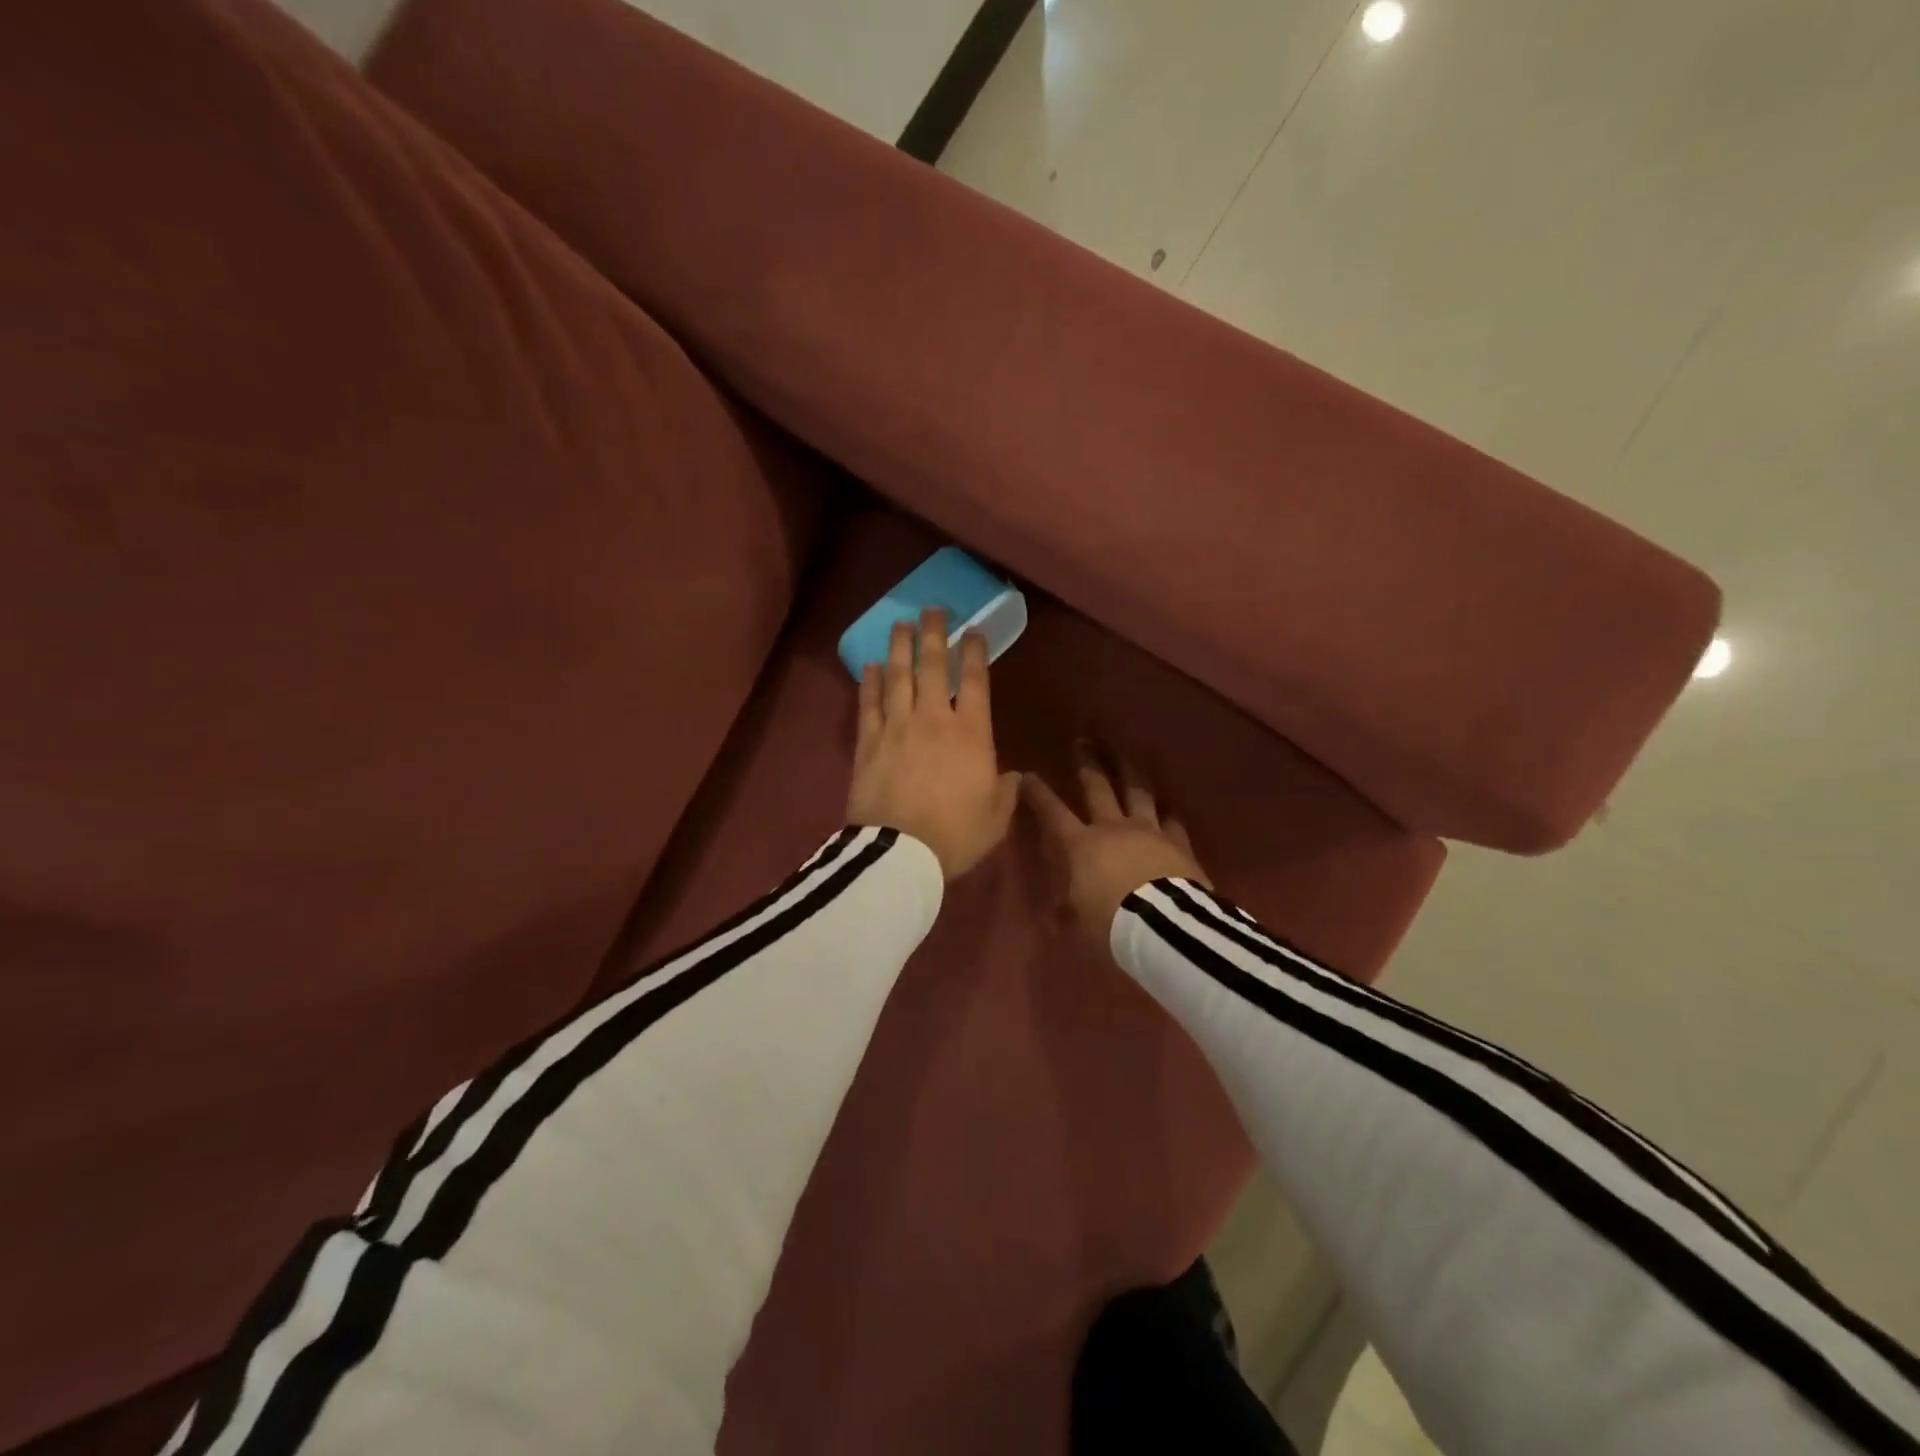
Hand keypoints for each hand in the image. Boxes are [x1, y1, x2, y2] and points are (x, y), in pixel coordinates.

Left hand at [847, 608, 1021, 881]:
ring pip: (898, 676)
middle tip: (933, 609)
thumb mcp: (996, 819)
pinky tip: (871, 666)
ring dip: (900, 647)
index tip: (972, 631)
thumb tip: (1014, 776)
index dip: (973, 653)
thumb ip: (1006, 793)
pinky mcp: (868, 742)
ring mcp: (897, 727)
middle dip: (934, 634)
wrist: (900, 854)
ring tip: (901, 624)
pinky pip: (869, 704)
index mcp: (971, 734)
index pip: (975, 682)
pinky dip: (870, 683)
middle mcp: (933, 719)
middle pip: (932, 667)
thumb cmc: (956, 836)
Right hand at [1024, 746, 1211, 955]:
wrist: (1164, 927)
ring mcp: (1148, 831)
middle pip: (1097, 787)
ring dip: (1129, 770)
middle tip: (1082, 740)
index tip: (1027, 774)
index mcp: (1081, 845)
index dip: (1039, 793)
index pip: (1053, 813)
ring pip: (1137, 791)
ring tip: (1126, 752)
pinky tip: (1168, 803)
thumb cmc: (1110, 923)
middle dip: (1087, 762)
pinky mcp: (1177, 842)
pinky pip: (1172, 820)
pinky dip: (1168, 811)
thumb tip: (1055, 914)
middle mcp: (1112, 828)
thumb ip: (1066, 912)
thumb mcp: (1077, 923)